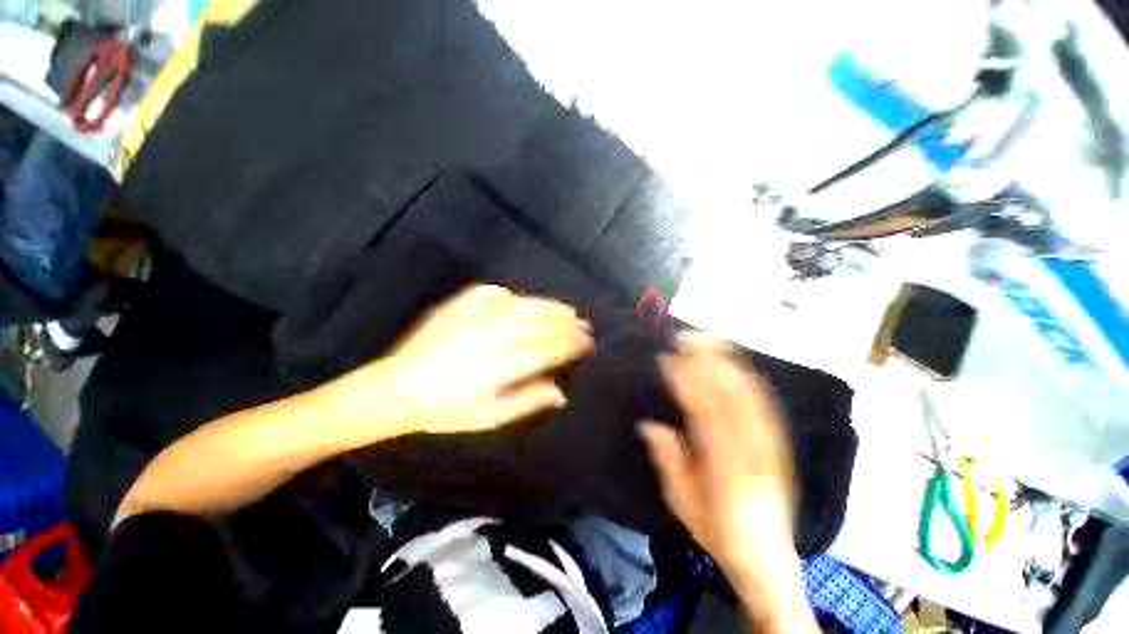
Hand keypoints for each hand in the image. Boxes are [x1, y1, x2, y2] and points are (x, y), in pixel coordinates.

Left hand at [350, 284, 592, 435]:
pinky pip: (488, 293)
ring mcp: (473, 317)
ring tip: (564, 309)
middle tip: (583, 324)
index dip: (570, 343)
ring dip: (545, 306)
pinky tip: (516, 298)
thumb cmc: (445, 411)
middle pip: (538, 324)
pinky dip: (506, 295)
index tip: (586, 342)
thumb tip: (559, 392)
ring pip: (519, 306)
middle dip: (565, 323)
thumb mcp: (489, 416)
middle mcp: (493, 335)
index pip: (548, 348)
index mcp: (503, 365)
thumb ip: (526, 401)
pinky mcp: (455, 307)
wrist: (399, 389)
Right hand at [640, 337, 816, 632]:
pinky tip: (735, 367)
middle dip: (710, 361)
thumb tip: (652, 425)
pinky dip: (749, 380)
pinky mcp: (782, 444)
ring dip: (730, 364)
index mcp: (727, 472)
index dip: (689, 381)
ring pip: (753, 395)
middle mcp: (755, 453)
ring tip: (708, 342)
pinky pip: (766, 405)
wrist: (767, 555)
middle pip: (734, 396)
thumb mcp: (685, 510)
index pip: (707, 414)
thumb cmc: (719, 537)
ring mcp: (773, 446)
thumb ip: (671, 465)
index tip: (669, 358)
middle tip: (686, 338)